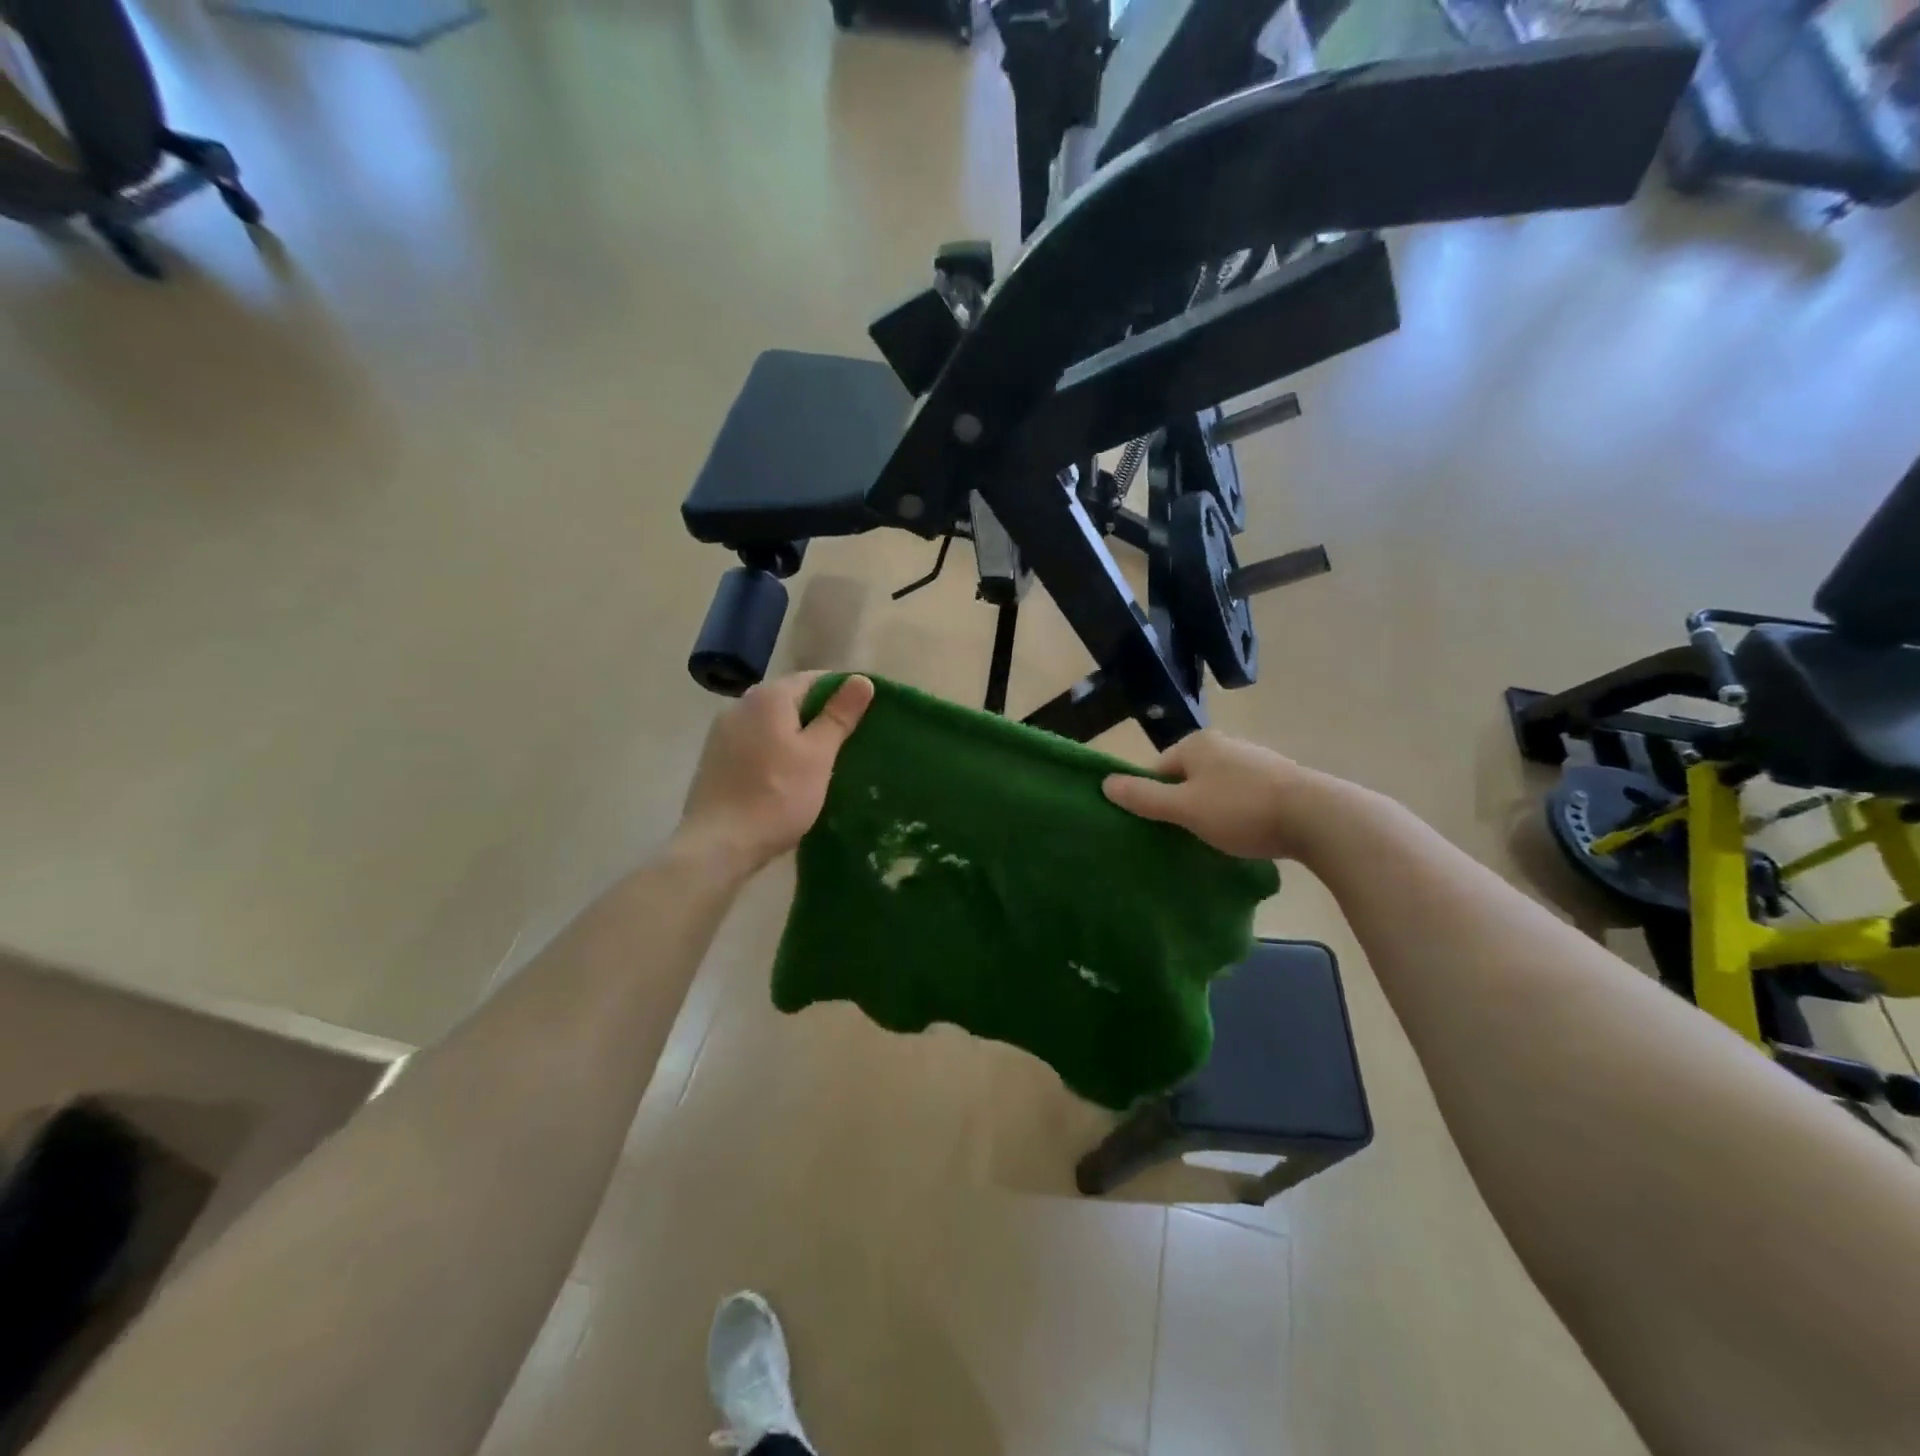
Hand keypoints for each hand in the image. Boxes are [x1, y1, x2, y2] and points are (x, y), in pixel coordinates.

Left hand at [676, 673, 874, 875]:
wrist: (718, 844)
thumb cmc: (777, 796)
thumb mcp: (818, 755)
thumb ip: (839, 715)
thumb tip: (862, 679)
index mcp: (768, 697)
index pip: (814, 678)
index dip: (842, 692)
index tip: (865, 714)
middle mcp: (740, 704)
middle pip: (790, 699)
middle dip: (819, 714)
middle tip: (848, 740)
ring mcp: (722, 732)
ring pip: (771, 723)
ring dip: (796, 733)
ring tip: (821, 760)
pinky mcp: (714, 758)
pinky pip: (754, 742)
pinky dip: (775, 749)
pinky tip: (787, 774)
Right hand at [1101, 729, 1349, 862]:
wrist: (1317, 817)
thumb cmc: (1241, 809)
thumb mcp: (1184, 808)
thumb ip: (1144, 798)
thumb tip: (1104, 783)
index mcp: (1196, 744)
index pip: (1158, 770)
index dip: (1154, 799)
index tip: (1161, 828)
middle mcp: (1224, 744)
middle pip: (1187, 778)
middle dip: (1183, 806)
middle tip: (1186, 837)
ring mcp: (1254, 760)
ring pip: (1216, 788)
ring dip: (1211, 811)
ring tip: (1216, 840)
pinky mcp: (1279, 779)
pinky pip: (1243, 795)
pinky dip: (1238, 813)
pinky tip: (1246, 833)